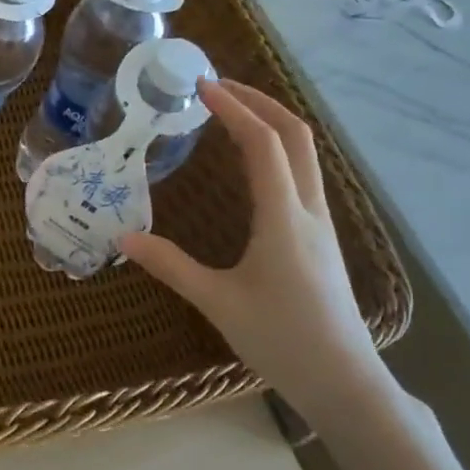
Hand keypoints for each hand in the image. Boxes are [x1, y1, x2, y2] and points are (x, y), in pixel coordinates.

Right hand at [121, 78, 386, 420]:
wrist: (344, 382)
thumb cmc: (281, 340)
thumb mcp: (218, 303)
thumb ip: (171, 266)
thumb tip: (124, 238)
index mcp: (284, 218)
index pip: (263, 144)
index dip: (234, 109)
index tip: (202, 87)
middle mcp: (309, 210)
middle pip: (297, 135)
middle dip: (260, 101)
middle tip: (218, 87)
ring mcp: (321, 223)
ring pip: (306, 153)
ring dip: (273, 122)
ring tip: (232, 112)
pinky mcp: (321, 237)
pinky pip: (304, 174)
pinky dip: (279, 149)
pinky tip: (253, 163)